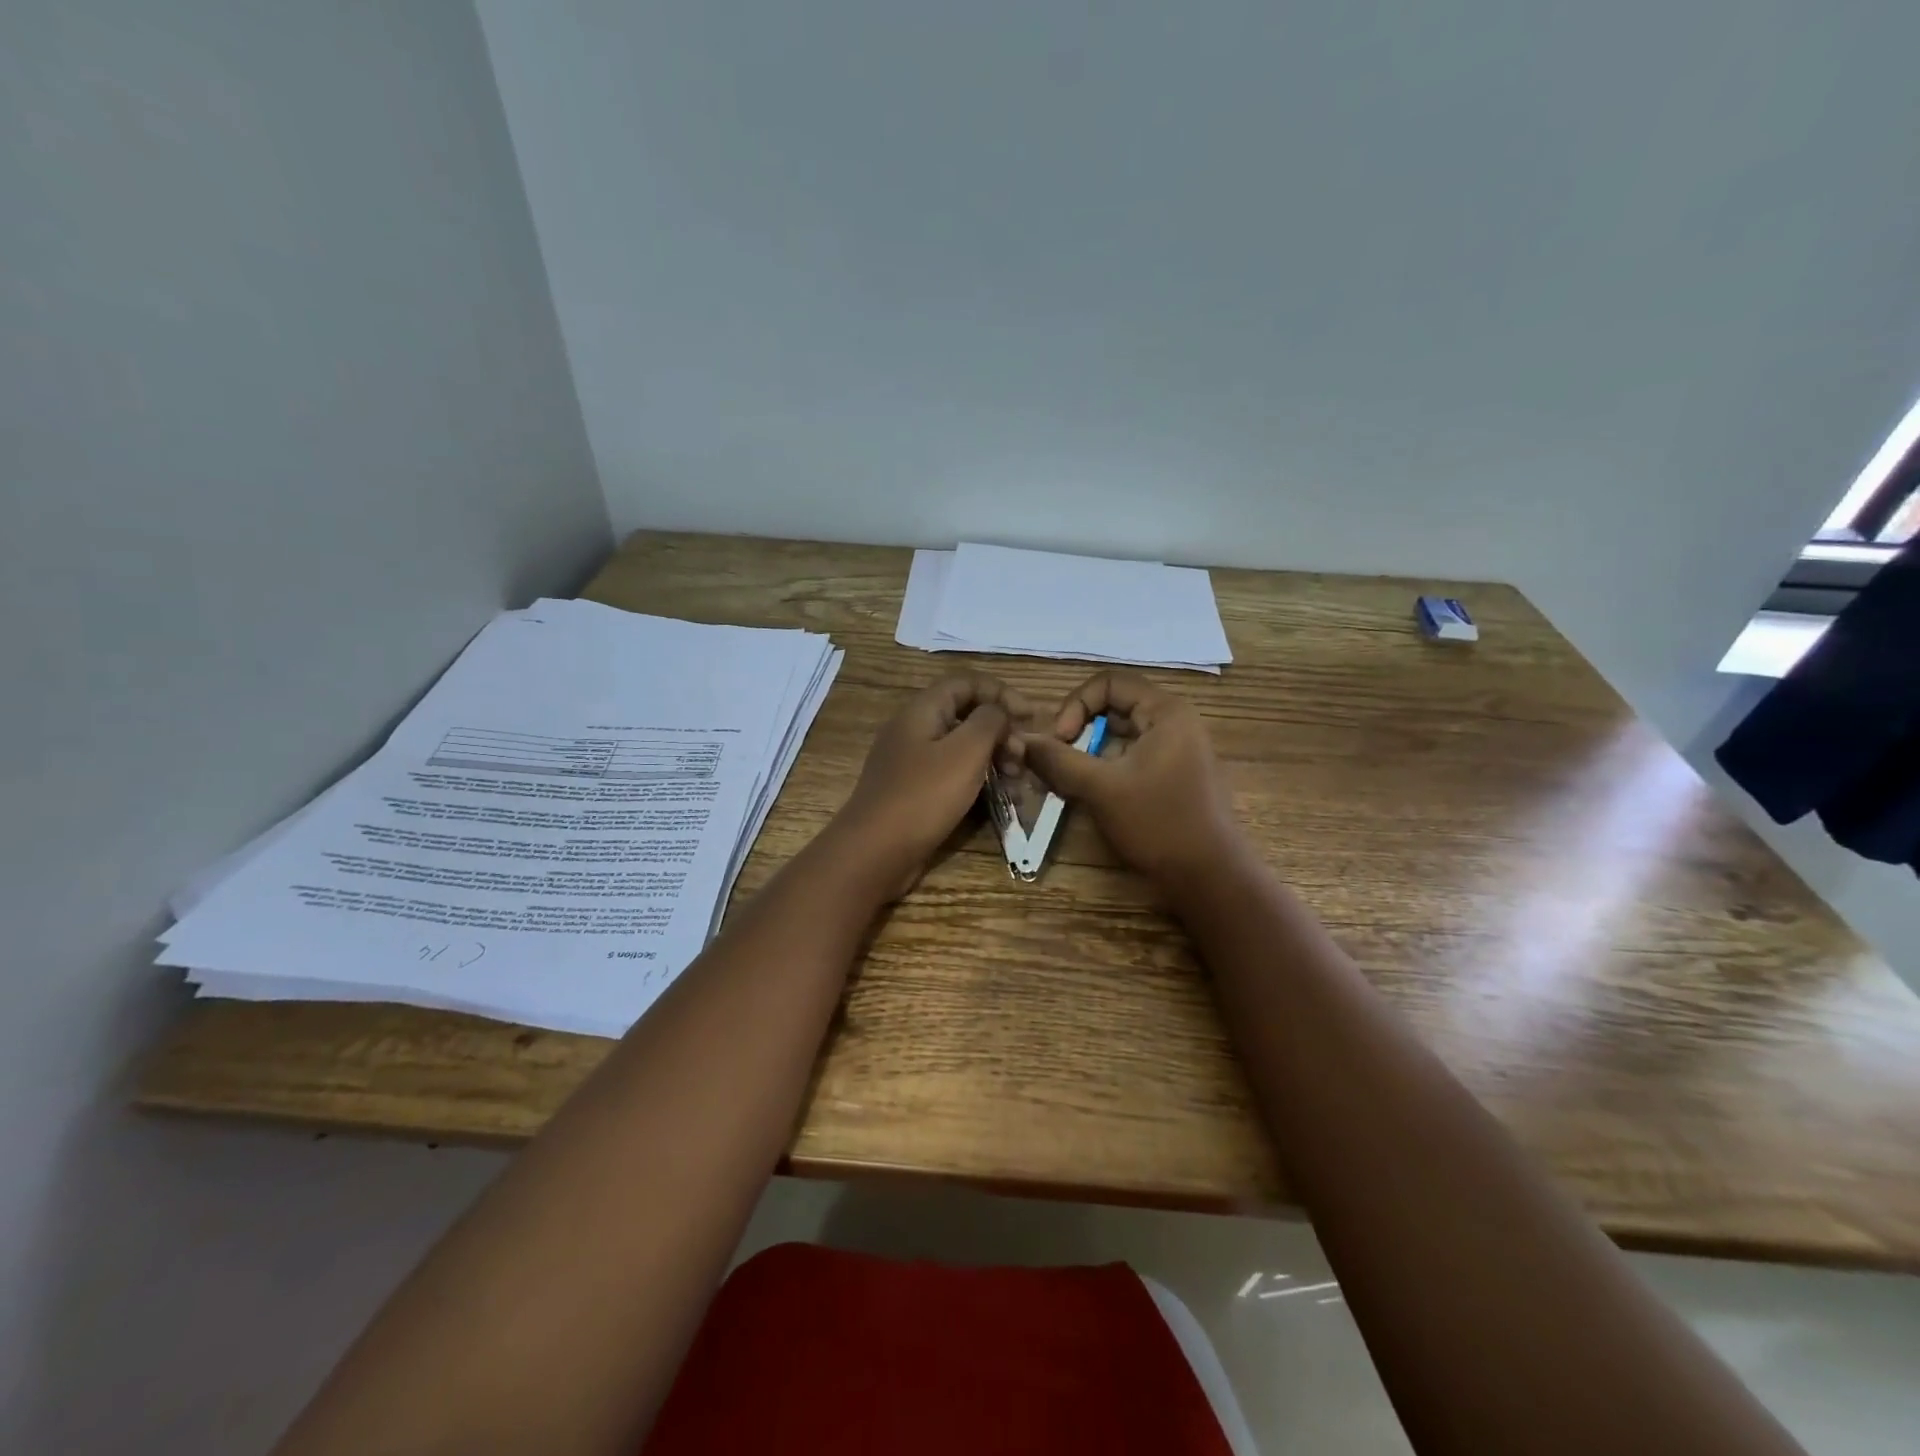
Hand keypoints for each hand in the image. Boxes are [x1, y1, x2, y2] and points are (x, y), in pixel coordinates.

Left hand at [833, 672, 1023, 897]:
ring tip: (1017, 782)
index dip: (1001, 693)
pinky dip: (977, 780)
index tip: (1031, 717)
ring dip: (993, 758)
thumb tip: (999, 712)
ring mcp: (911, 762)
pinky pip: (951, 774)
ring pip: (961, 747)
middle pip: (965, 714)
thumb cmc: (924, 796)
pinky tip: (998, 799)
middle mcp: (914, 729)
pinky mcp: (914, 791)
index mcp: (922, 710)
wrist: (875, 852)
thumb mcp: (965, 752)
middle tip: (1023, 758)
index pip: (966, 683)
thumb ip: (989, 722)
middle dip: (1000, 731)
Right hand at [1018, 671, 1247, 888]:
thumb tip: (1021, 741)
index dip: (1076, 705)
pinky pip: (1129, 757)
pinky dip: (1104, 768)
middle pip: (1113, 707)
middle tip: (1055, 761)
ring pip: (1118, 736)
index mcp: (1166, 712)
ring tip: (1066, 781)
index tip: (1059, 740)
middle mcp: (1174, 723)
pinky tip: (1087, 794)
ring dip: (1087, 752)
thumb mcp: (1101, 788)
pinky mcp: (1172, 776)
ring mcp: (1176, 750)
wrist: (1209, 877)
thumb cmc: (1158, 823)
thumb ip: (1058, 760)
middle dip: (1078, 730)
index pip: (1109, 683)